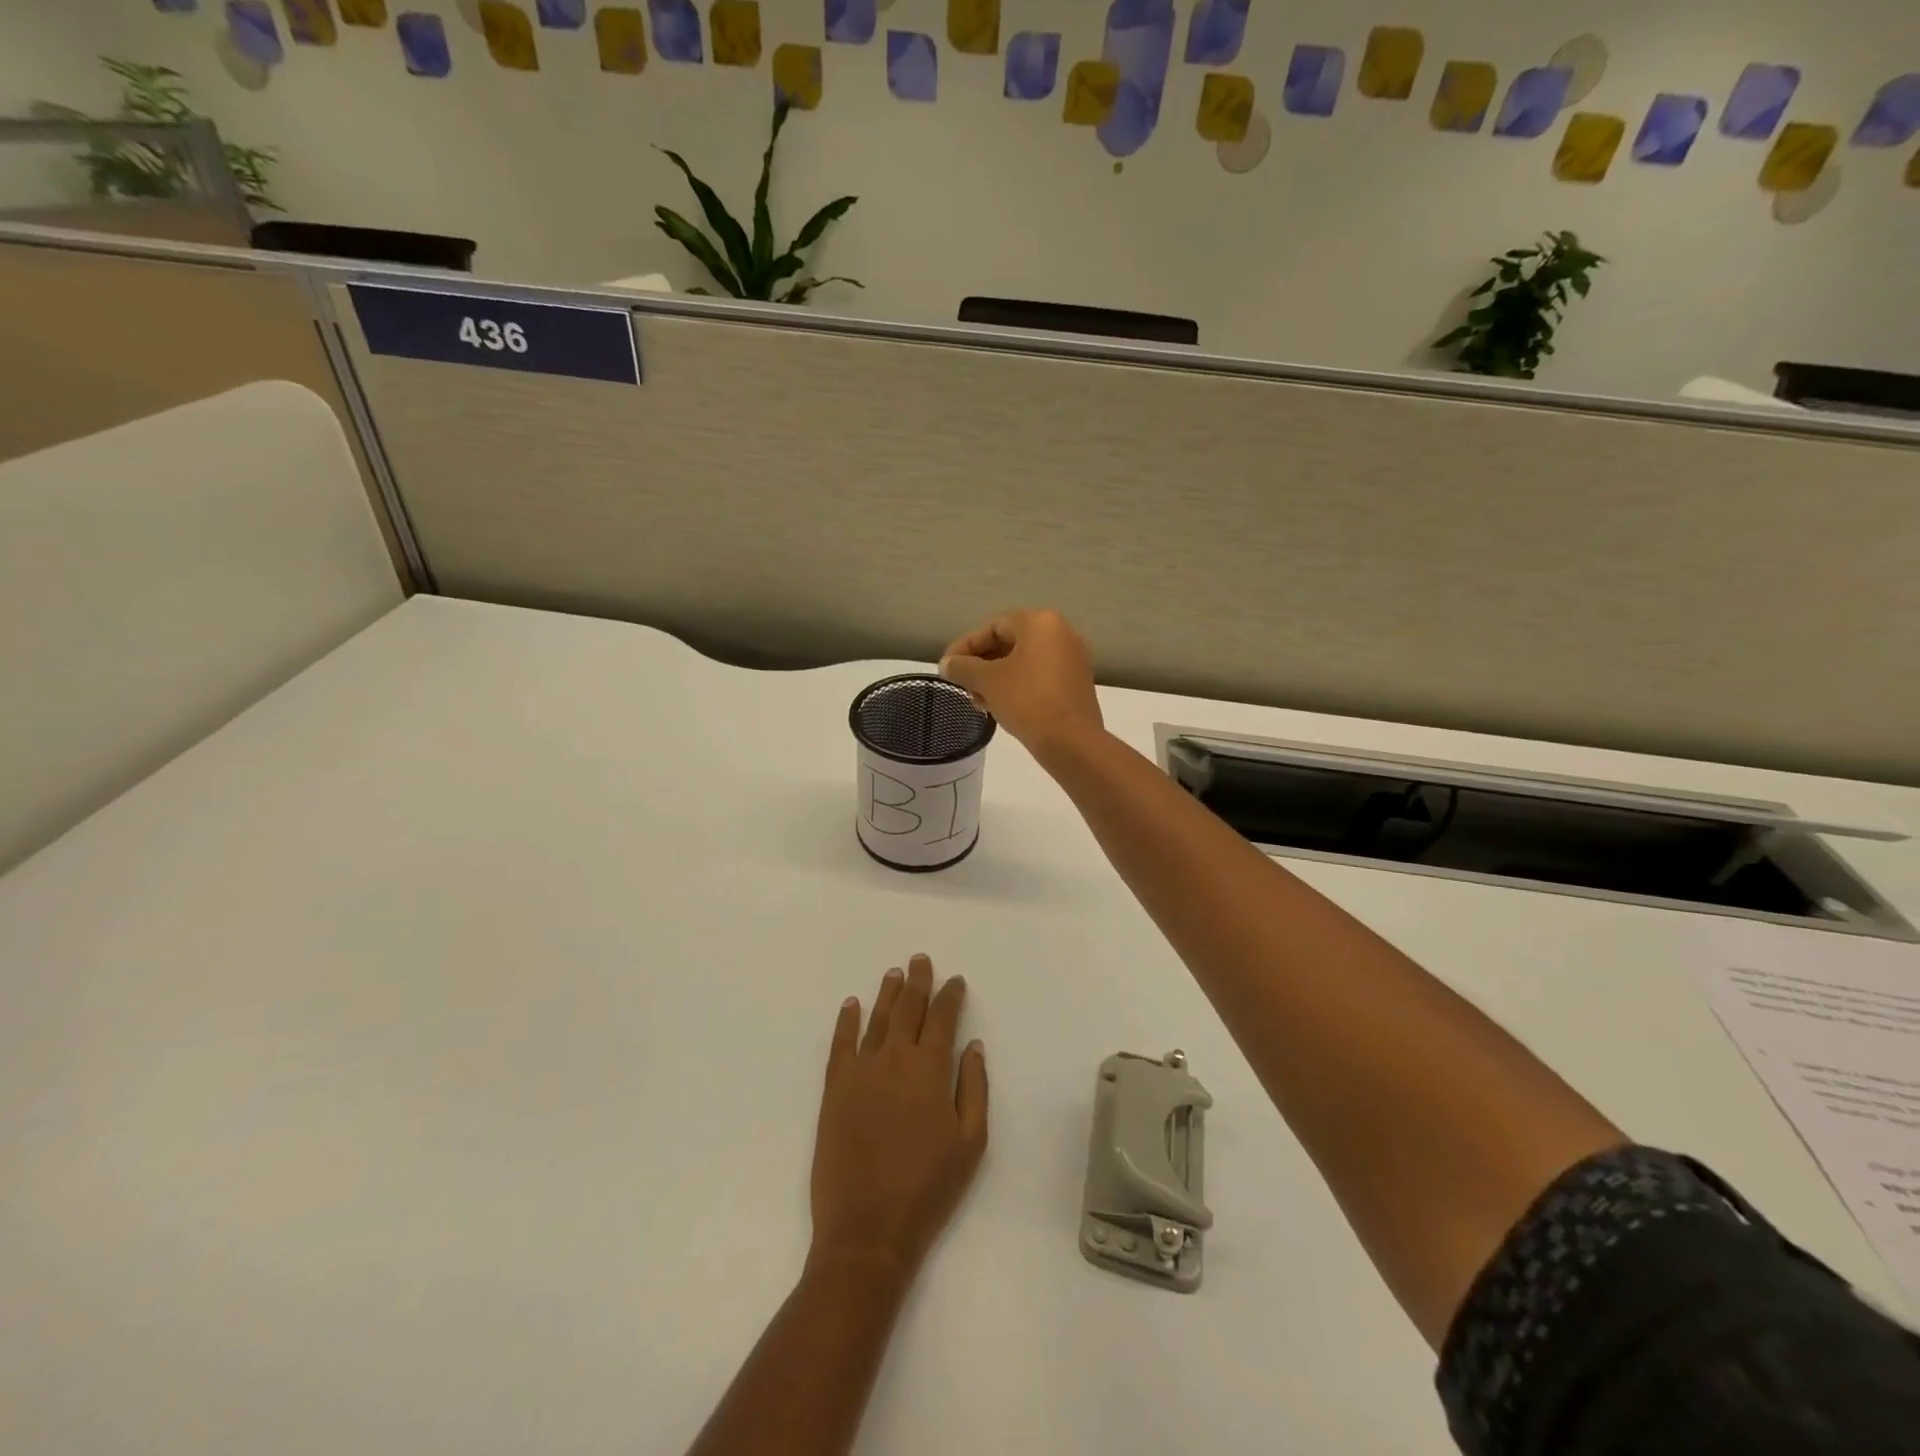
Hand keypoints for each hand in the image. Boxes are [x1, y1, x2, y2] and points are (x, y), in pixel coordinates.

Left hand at [810, 954, 987, 1277]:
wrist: (867, 1231)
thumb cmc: (928, 1189)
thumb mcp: (971, 1143)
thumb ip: (974, 1087)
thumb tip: (972, 1045)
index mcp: (930, 1069)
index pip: (942, 1018)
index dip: (950, 996)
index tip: (955, 981)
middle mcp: (894, 1058)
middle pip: (907, 1009)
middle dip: (917, 982)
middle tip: (920, 960)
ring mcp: (860, 1071)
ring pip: (876, 1019)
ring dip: (887, 993)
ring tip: (894, 973)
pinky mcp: (834, 1088)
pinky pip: (840, 1043)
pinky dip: (846, 1020)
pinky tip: (851, 1004)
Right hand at [938, 609, 1103, 754]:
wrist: (1071, 741)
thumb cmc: (1027, 700)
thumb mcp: (987, 681)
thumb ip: (963, 667)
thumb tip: (946, 664)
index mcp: (1040, 622)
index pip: (993, 627)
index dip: (965, 646)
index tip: (947, 668)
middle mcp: (1061, 633)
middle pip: (1009, 642)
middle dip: (981, 664)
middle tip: (962, 685)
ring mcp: (1072, 658)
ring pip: (1023, 661)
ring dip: (996, 677)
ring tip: (977, 700)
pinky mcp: (1076, 683)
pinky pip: (1039, 675)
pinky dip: (1017, 686)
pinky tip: (999, 706)